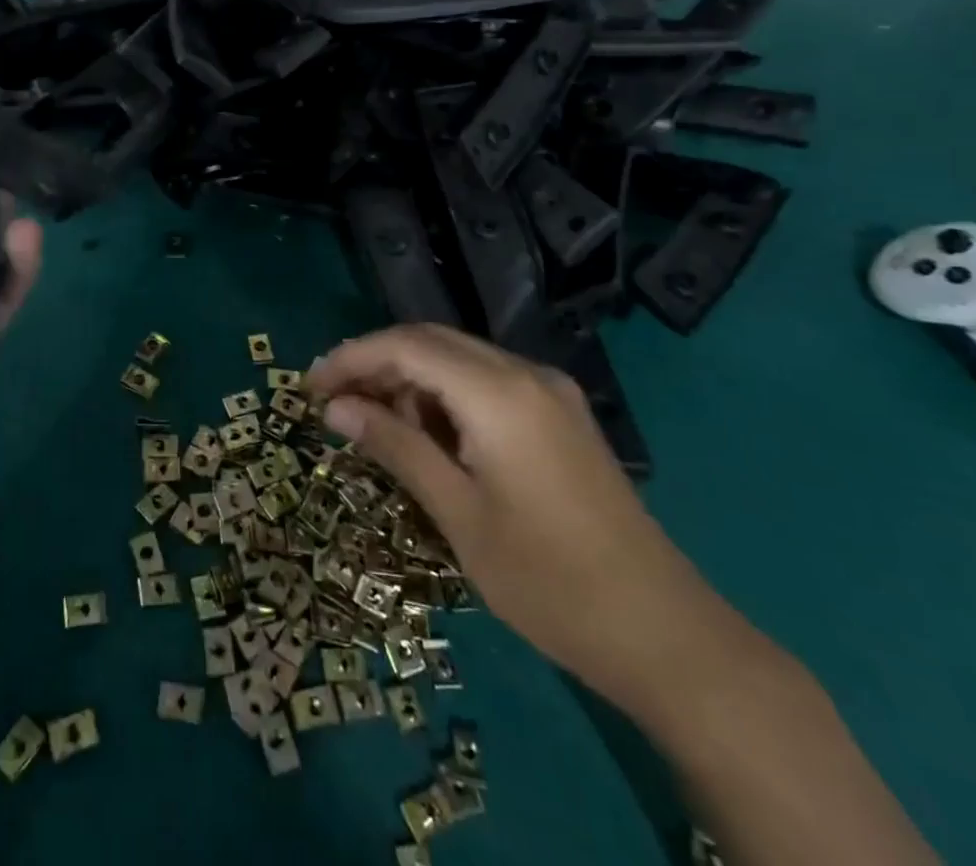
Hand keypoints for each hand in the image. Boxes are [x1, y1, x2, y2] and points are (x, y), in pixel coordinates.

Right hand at [307, 324, 740, 715]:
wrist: (665, 634)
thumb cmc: (548, 581)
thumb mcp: (458, 514)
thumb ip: (395, 447)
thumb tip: (336, 408)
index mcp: (498, 393)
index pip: (406, 346)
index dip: (351, 358)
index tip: (310, 387)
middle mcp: (525, 374)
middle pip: (431, 341)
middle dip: (376, 363)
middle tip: (333, 403)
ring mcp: (549, 391)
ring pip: (459, 358)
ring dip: (410, 378)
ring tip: (374, 424)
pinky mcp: (560, 414)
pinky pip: (486, 381)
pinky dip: (445, 394)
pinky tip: (428, 433)